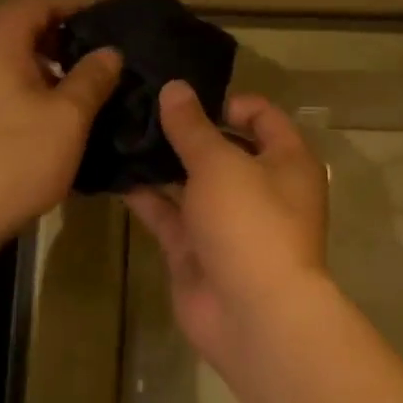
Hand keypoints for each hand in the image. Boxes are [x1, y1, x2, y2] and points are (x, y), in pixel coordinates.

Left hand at [0, 0, 121, 263]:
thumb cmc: (13, 160)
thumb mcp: (68, 118)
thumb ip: (92, 77)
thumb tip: (110, 51)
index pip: (40, 1)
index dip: (77, 6)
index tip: (111, 21)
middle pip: (19, 24)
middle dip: (61, 35)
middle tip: (100, 55)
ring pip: (5, 55)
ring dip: (42, 63)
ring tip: (80, 85)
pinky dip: (21, 84)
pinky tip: (46, 113)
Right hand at [124, 81, 329, 370]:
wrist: (253, 315)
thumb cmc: (250, 223)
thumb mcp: (221, 164)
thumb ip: (193, 128)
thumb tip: (175, 88)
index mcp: (286, 162)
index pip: (263, 117)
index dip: (228, 103)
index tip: (186, 97)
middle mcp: (261, 188)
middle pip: (223, 149)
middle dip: (186, 131)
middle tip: (139, 108)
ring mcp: (227, 222)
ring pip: (192, 183)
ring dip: (162, 163)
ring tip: (119, 134)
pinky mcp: (197, 250)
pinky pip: (171, 216)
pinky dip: (147, 198)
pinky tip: (115, 175)